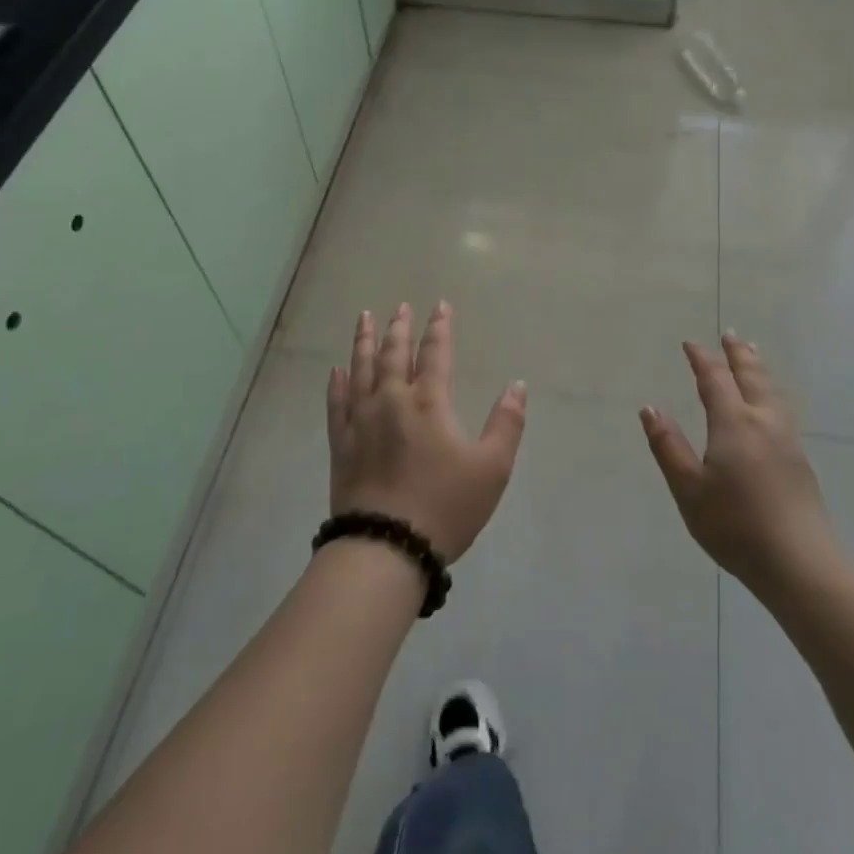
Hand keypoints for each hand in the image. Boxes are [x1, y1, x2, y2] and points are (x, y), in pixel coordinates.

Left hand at [326, 302, 526, 563]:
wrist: (386, 547)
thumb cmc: (445, 507)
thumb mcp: (491, 469)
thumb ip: (506, 424)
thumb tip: (517, 385)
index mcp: (429, 403)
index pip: (435, 354)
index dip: (439, 328)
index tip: (439, 306)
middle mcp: (391, 401)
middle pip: (394, 355)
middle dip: (399, 328)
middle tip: (400, 307)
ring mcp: (361, 421)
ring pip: (361, 369)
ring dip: (365, 342)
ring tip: (365, 318)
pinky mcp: (341, 444)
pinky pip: (337, 403)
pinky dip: (337, 383)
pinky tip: (337, 370)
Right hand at [640, 333, 844, 598]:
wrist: (800, 563)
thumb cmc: (735, 526)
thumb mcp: (689, 489)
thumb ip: (668, 446)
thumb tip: (649, 408)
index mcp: (734, 424)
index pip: (715, 380)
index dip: (702, 359)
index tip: (690, 344)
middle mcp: (763, 422)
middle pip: (751, 377)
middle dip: (738, 354)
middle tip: (730, 335)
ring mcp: (787, 440)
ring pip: (772, 391)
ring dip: (759, 368)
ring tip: (753, 354)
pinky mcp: (800, 460)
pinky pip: (782, 407)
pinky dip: (771, 390)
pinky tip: (771, 403)